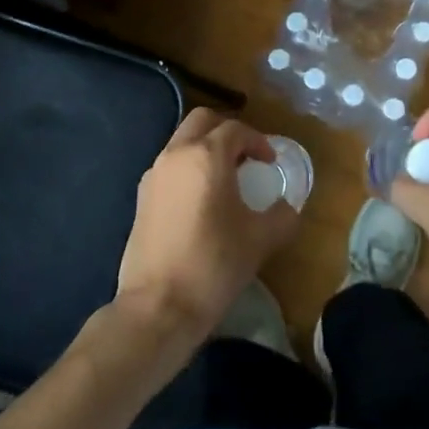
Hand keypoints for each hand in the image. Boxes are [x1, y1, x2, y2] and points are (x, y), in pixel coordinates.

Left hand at [116, 108, 299, 344]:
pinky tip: (200, 200)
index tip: (270, 162)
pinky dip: (187, 168)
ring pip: (181, 141)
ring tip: (225, 179)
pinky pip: (169, 166)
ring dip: (204, 148)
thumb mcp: (260, 240)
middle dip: (226, 132)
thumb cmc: (213, 265)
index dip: (258, 141)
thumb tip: (287, 207)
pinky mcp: (141, 197)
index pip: (235, 130)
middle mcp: (176, 154)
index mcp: (207, 156)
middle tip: (246, 157)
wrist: (158, 307)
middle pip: (202, 121)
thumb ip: (281, 216)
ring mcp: (154, 174)